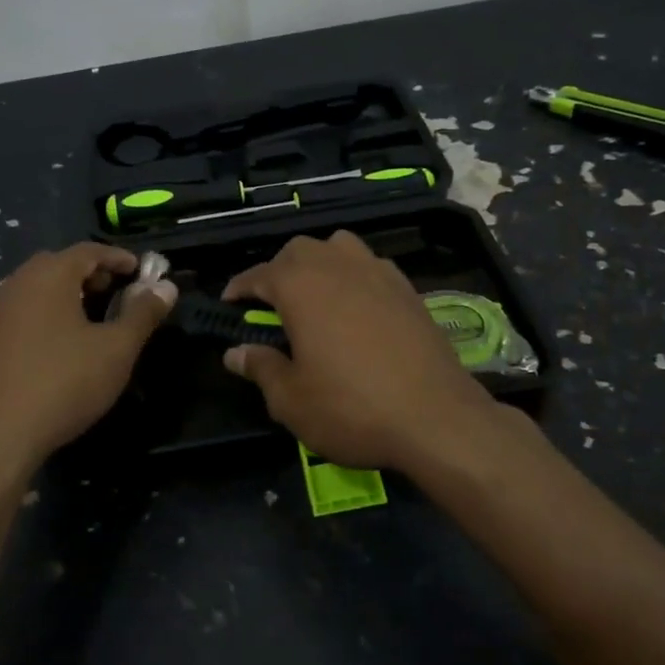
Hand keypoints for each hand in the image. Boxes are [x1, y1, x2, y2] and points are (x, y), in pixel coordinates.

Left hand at [0, 243, 176, 473]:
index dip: (118, 258)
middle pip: (59, 265)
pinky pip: (22, 310)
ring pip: (37, 288)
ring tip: (93, 319)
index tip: (140, 271)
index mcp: (49, 276)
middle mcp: (17, 283)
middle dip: (92, 274)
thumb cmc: (63, 383)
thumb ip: (143, 314)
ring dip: (67, 293)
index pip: (88, 251)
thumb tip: (166, 287)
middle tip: (117, 292)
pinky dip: (46, 313)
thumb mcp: (116, 349)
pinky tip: (61, 344)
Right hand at [220, 232, 495, 472]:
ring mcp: (377, 271)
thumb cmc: (352, 407)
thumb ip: (260, 368)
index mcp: (300, 285)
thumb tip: (235, 352)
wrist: (436, 417)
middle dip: (278, 271)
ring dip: (319, 263)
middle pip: (298, 251)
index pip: (258, 275)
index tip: (228, 304)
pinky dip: (354, 276)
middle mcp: (337, 265)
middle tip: (271, 306)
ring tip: (315, 296)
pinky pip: (370, 265)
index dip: (238, 288)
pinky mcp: (407, 287)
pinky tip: (356, 307)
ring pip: (337, 247)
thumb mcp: (291, 399)